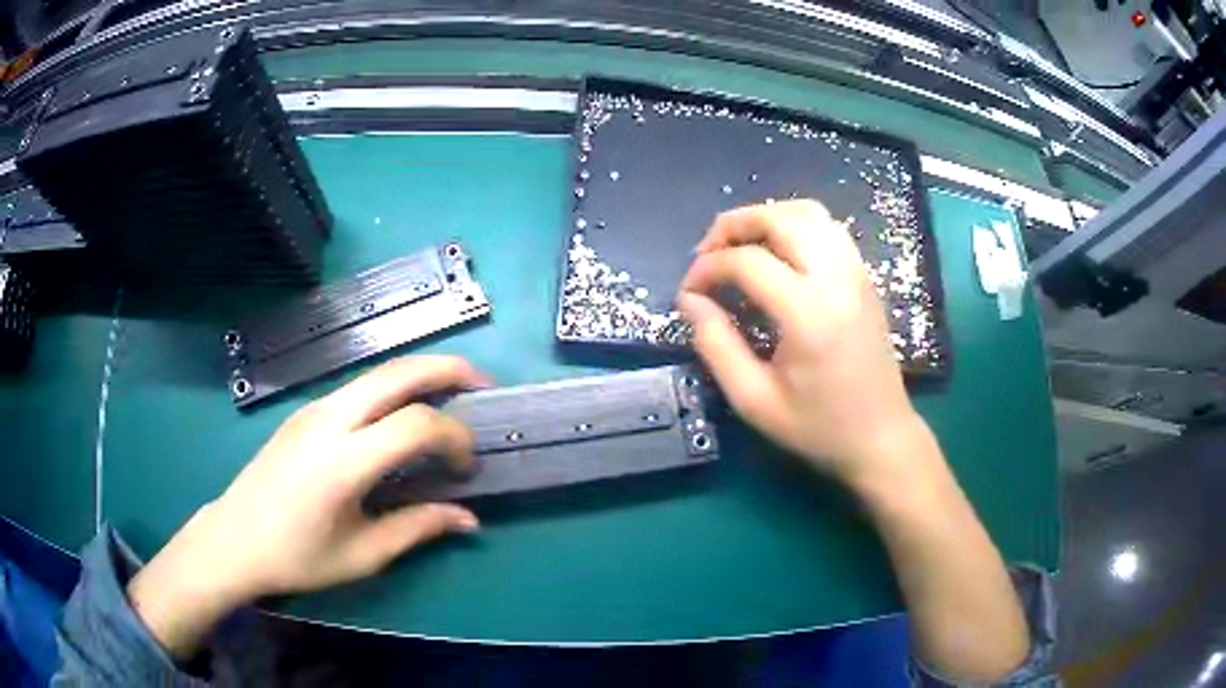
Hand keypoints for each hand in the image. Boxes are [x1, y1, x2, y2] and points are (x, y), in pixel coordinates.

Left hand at [128, 356, 486, 657]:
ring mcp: (312, 409)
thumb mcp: (363, 555)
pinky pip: (357, 388)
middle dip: (447, 368)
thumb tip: (468, 520)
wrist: (234, 539)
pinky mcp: (303, 412)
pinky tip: (398, 417)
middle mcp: (329, 420)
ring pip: (376, 373)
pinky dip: (391, 390)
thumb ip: (418, 529)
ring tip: (448, 395)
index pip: (416, 424)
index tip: (467, 465)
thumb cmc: (297, 557)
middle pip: (397, 372)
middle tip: (481, 384)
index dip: (455, 437)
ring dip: (418, 375)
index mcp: (344, 461)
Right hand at [677, 201, 933, 490]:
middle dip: (733, 225)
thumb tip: (689, 300)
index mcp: (809, 313)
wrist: (881, 437)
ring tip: (739, 245)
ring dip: (765, 218)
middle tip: (707, 253)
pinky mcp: (864, 277)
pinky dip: (794, 225)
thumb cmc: (818, 427)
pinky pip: (827, 228)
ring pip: (807, 213)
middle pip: (779, 219)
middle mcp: (837, 279)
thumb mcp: (754, 400)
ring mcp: (856, 272)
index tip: (689, 292)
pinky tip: (777, 252)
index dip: (707, 268)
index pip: (747, 262)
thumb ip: (716, 345)